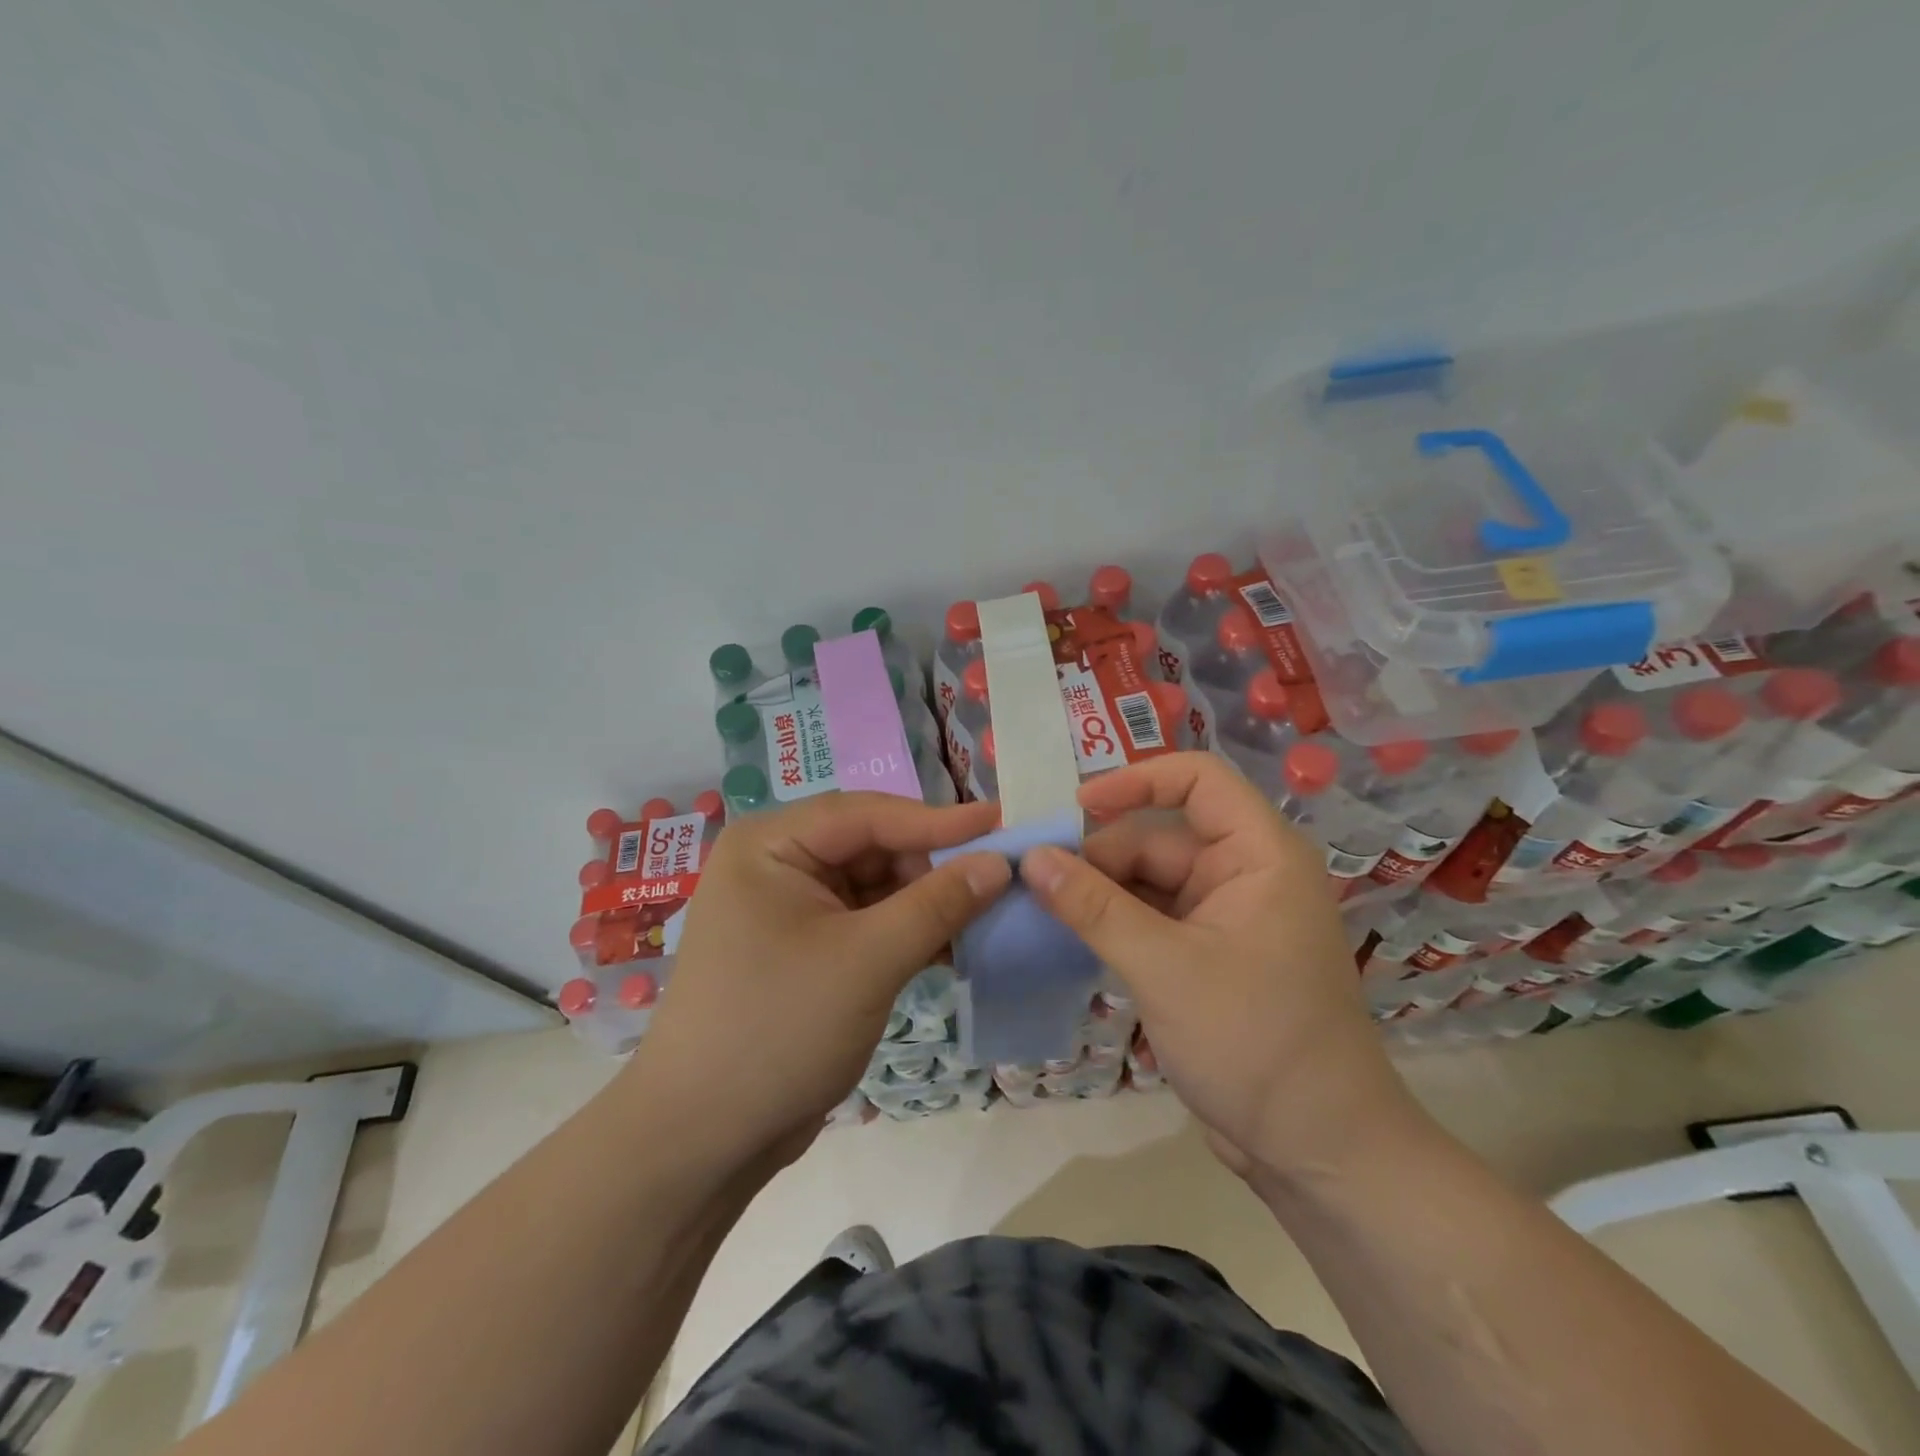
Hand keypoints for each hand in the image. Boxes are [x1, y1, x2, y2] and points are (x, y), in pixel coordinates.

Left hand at [626, 791, 1008, 1172]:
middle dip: (931, 866)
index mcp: (770, 845)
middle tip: (997, 880)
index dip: (937, 819)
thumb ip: (937, 904)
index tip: (1000, 823)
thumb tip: (1000, 862)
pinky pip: (866, 923)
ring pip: (874, 887)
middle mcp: (776, 865)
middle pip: (871, 847)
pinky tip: (952, 948)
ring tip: (985, 914)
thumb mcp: (867, 960)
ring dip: (925, 902)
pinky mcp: (805, 951)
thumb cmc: (777, 1030)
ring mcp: (789, 910)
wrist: (702, 1140)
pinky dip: (907, 933)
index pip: (866, 814)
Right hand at [1018, 752, 1415, 1180]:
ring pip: (1148, 882)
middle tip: (1033, 881)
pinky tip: (1067, 936)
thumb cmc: (1254, 1043)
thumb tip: (1031, 858)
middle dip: (1098, 855)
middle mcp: (1245, 874)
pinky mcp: (1208, 956)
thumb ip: (1094, 908)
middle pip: (1159, 837)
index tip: (1074, 809)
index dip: (1135, 781)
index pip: (1197, 779)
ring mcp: (1226, 918)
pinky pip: (1151, 920)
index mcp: (1259, 854)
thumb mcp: (1163, 968)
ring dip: (1098, 894)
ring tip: (1036, 907)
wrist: (1318, 1151)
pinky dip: (1112, 925)